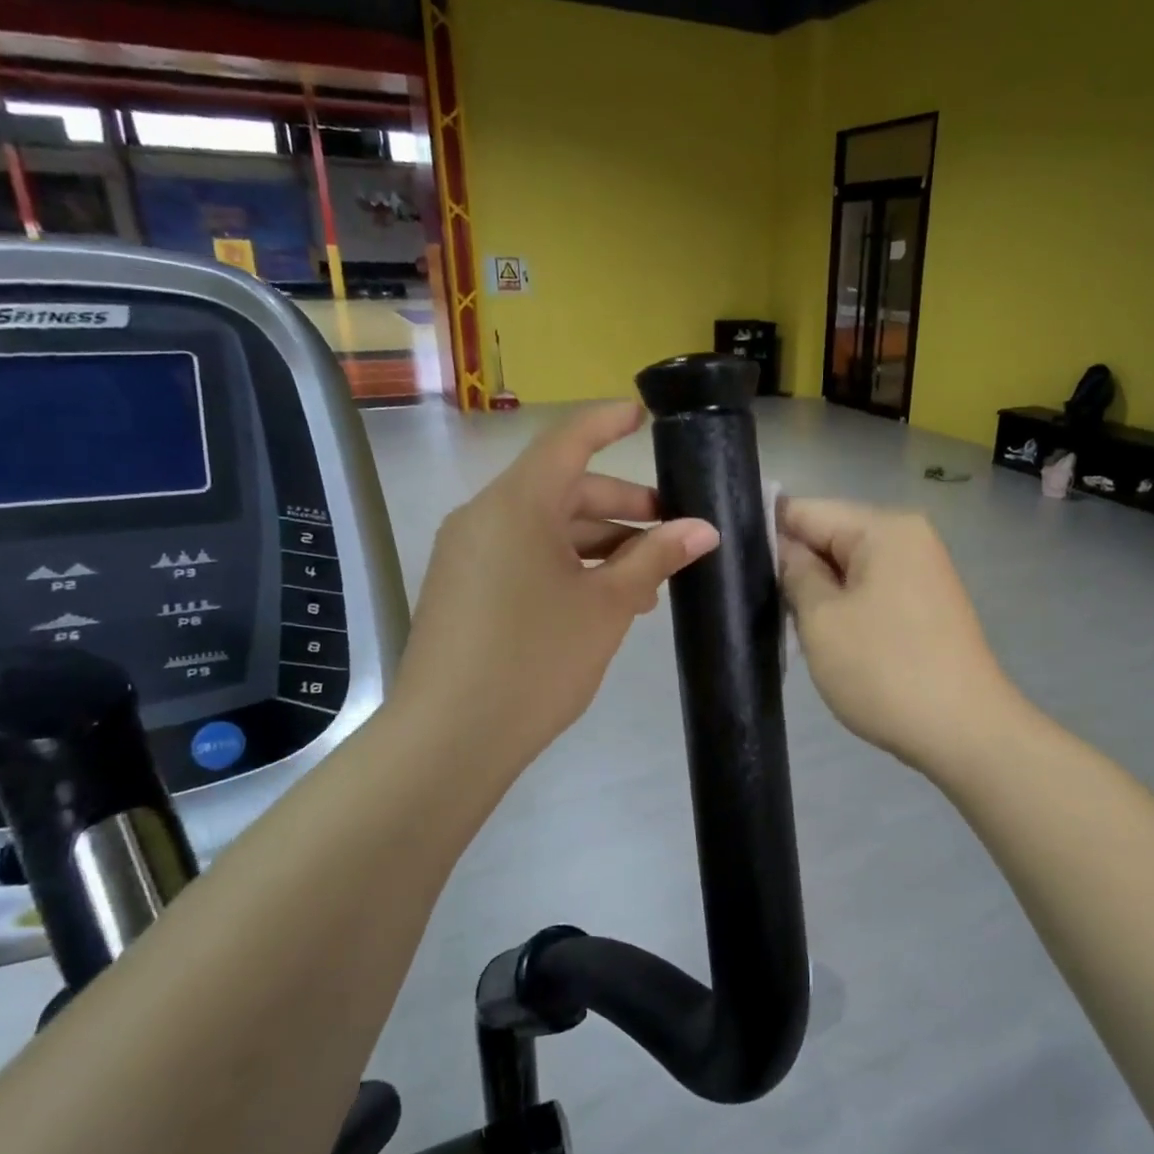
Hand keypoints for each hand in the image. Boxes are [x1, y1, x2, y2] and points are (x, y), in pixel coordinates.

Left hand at [394, 401, 718, 784]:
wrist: (449, 738)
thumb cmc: (536, 659)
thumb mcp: (607, 606)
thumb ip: (654, 558)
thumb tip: (704, 529)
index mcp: (517, 504)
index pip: (568, 441)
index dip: (608, 423)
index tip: (643, 415)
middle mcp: (485, 516)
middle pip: (562, 490)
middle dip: (622, 506)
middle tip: (673, 531)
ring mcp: (468, 554)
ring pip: (545, 528)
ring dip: (599, 544)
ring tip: (647, 579)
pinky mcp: (463, 588)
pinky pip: (523, 556)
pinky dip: (566, 565)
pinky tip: (603, 600)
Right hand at [777, 498, 1017, 773]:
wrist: (966, 734)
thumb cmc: (885, 671)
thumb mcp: (822, 620)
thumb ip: (795, 573)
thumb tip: (782, 547)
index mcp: (884, 529)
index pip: (807, 510)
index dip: (765, 532)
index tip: (730, 562)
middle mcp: (908, 538)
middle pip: (831, 535)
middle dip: (793, 564)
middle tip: (752, 599)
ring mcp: (921, 572)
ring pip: (848, 567)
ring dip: (818, 590)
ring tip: (783, 619)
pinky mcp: (925, 604)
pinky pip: (871, 589)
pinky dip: (844, 606)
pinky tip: (823, 635)